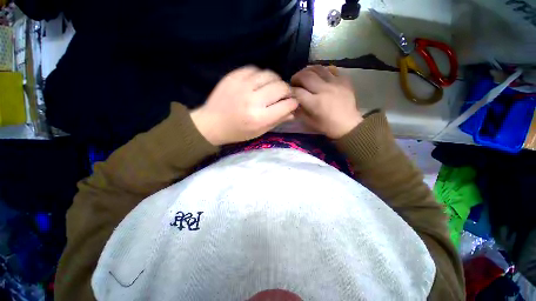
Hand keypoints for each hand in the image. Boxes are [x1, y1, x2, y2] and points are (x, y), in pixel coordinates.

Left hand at [190, 66, 297, 145]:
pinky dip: (261, 76)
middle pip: (280, 87)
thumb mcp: (259, 131)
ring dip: (276, 81)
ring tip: (272, 88)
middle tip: (285, 95)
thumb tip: (293, 112)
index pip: (286, 105)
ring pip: (270, 74)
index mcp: (259, 118)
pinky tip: (259, 83)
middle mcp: (253, 100)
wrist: (212, 123)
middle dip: (287, 91)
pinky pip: (255, 69)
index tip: (293, 103)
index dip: (293, 103)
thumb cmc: (237, 131)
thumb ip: (277, 120)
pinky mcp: (233, 76)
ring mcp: (242, 85)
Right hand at [291, 65, 362, 138]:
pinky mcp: (344, 80)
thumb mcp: (309, 122)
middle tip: (295, 81)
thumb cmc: (327, 126)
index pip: (298, 91)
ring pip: (318, 68)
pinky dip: (323, 70)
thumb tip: (293, 101)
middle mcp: (324, 90)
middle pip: (306, 76)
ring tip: (305, 76)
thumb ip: (299, 111)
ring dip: (308, 71)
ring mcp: (335, 83)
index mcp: (315, 103)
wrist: (348, 125)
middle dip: (296, 77)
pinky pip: (331, 69)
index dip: (291, 90)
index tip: (290, 92)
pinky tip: (320, 76)